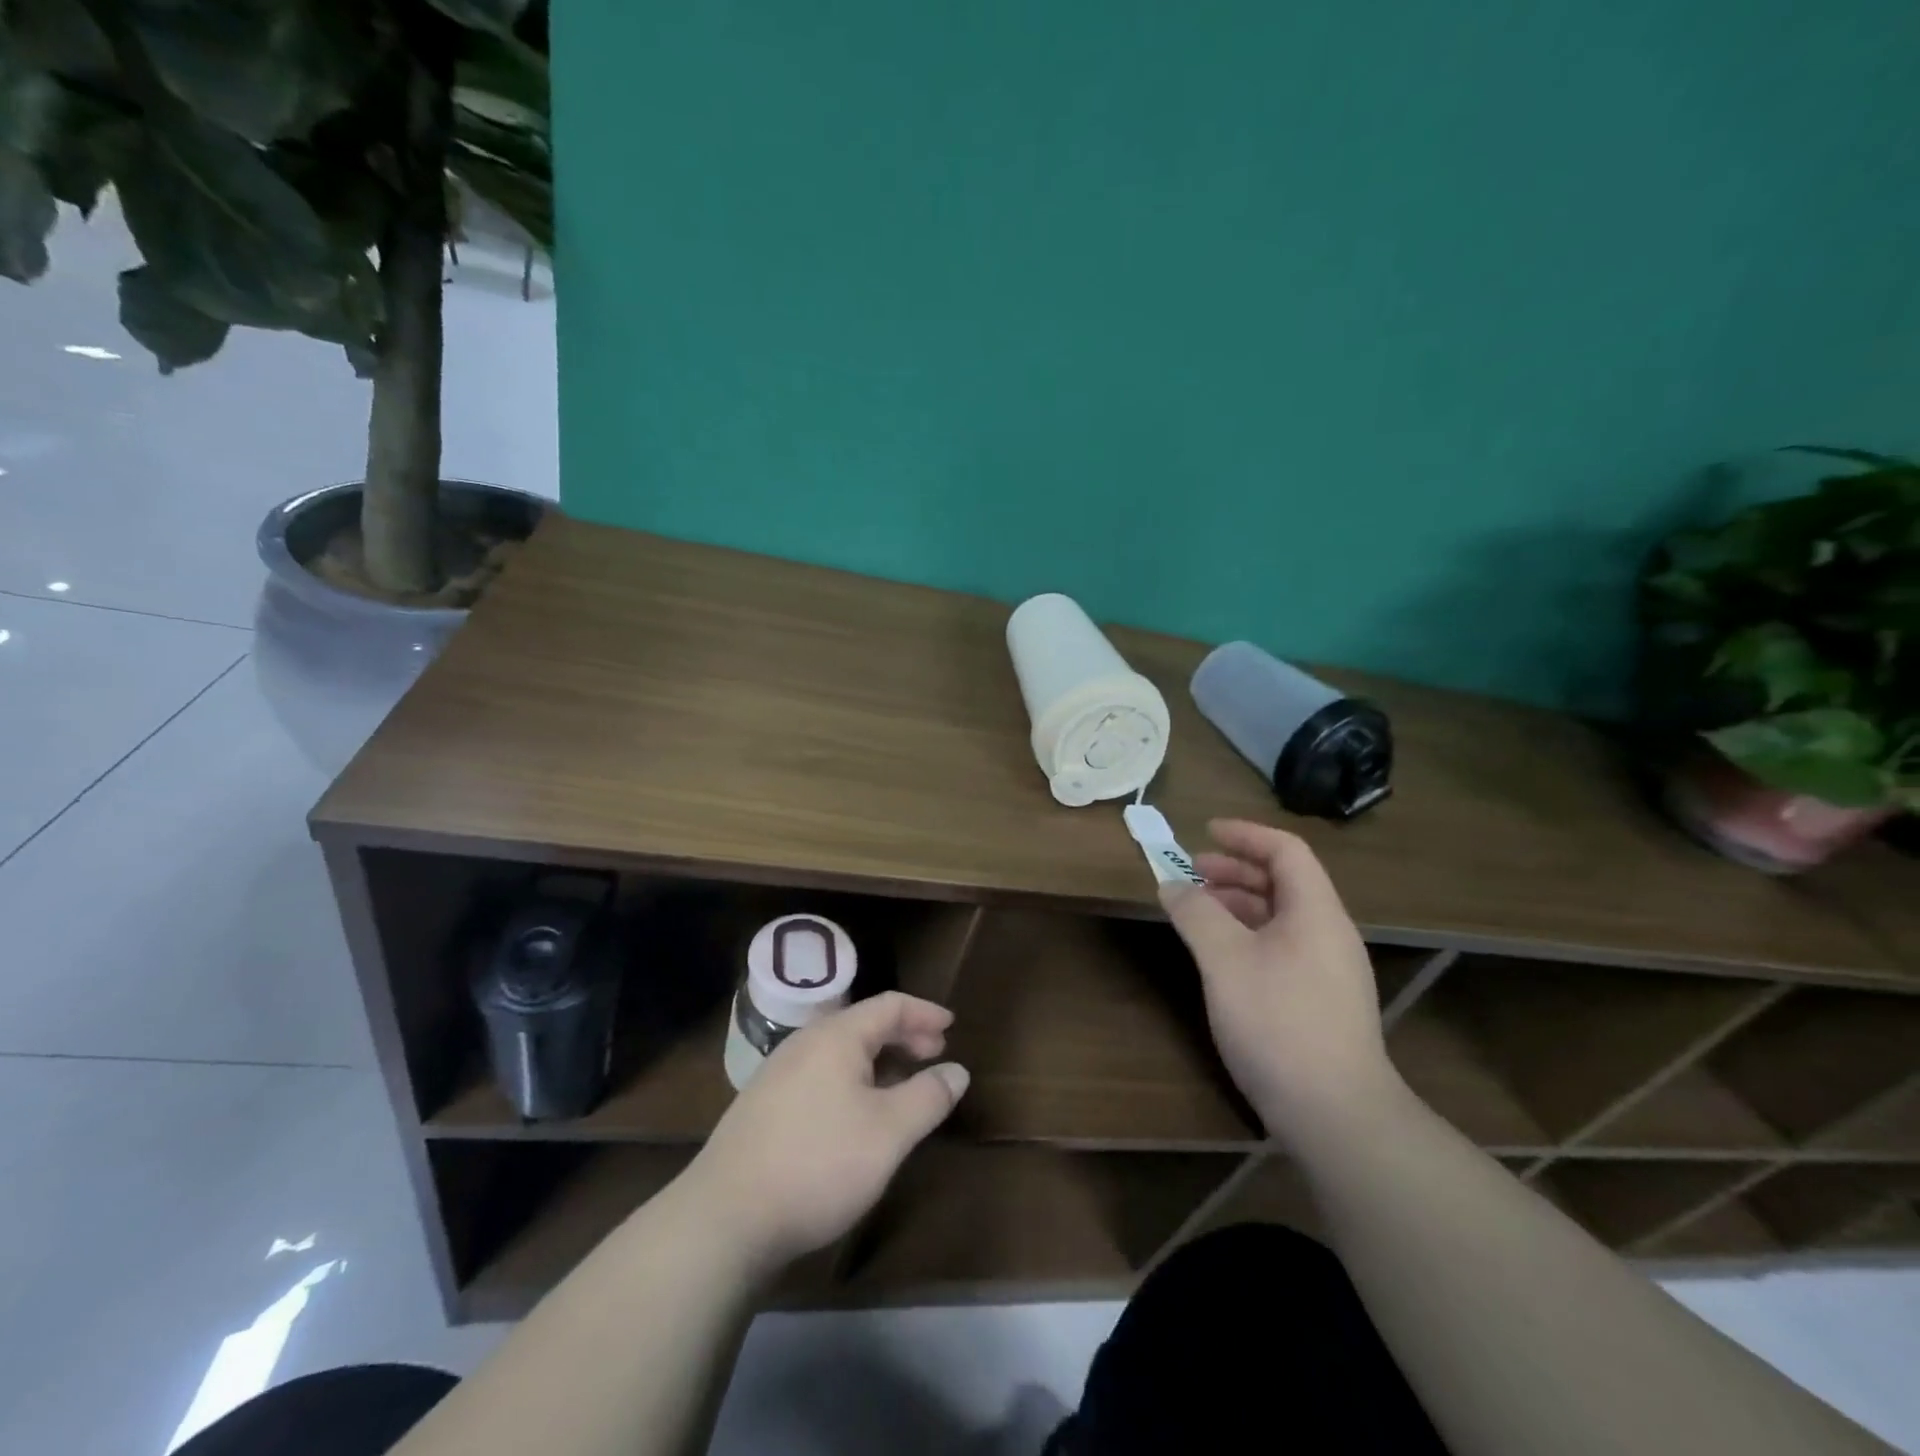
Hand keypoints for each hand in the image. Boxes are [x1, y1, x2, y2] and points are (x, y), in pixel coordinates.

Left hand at [678, 991, 968, 1274]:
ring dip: (879, 1060)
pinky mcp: (764, 1105)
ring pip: (841, 1051)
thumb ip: (928, 1097)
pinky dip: (852, 1079)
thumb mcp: (889, 1133)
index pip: (889, 1006)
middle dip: (904, 1035)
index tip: (952, 1026)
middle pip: (863, 1024)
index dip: (924, 1012)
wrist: (726, 1218)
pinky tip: (857, 1114)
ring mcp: (779, 1073)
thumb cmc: (819, 1163)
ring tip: (902, 1085)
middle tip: (934, 1054)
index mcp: (836, 1036)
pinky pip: (821, 1074)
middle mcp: (805, 1043)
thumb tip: (957, 1070)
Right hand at [1160, 819, 1402, 1141]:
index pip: (1286, 851)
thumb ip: (1196, 914)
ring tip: (1198, 911)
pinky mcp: (1320, 1002)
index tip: (1205, 832)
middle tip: (1192, 872)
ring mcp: (1328, 970)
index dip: (1245, 835)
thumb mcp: (1225, 960)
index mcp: (1316, 912)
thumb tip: (1172, 885)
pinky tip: (1221, 956)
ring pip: (1281, 917)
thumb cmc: (1279, 1023)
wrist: (1336, 1115)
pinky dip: (1248, 935)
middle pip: (1284, 882)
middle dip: (1236, 870)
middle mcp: (1329, 933)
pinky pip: (1282, 947)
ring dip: (1239, 904)